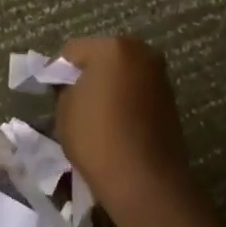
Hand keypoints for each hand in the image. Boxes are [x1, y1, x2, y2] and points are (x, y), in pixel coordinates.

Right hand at [55, 37, 192, 208]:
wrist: (143, 178)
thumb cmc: (96, 137)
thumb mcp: (64, 109)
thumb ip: (66, 87)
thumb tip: (73, 85)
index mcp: (113, 48)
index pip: (73, 51)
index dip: (59, 72)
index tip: (54, 95)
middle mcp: (142, 53)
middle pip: (104, 57)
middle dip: (89, 75)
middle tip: (76, 103)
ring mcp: (160, 76)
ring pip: (124, 74)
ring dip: (111, 87)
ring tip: (98, 117)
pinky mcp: (171, 99)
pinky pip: (139, 92)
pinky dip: (128, 101)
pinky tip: (118, 124)